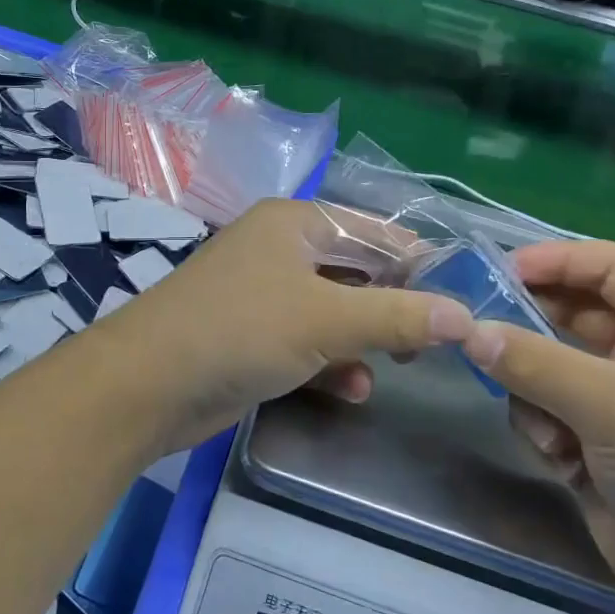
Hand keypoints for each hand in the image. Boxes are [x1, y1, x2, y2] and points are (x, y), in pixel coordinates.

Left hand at [104, 199, 473, 446]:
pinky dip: (333, 361)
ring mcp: (263, 294)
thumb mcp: (327, 320)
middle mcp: (279, 250)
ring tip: (399, 366)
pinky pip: (308, 341)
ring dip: (365, 339)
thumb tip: (466, 317)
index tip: (460, 296)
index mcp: (294, 223)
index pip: (372, 230)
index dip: (417, 260)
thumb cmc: (241, 330)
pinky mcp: (253, 336)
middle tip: (433, 341)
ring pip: (334, 310)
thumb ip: (397, 317)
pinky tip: (354, 389)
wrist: (148, 384)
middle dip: (393, 306)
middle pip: (355, 271)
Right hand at [461, 240, 614, 613]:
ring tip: (546, 429)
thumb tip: (468, 330)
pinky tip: (559, 461)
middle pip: (574, 316)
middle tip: (478, 331)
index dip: (556, 259)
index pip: (610, 266)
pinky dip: (543, 430)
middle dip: (529, 327)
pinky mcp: (600, 449)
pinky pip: (548, 413)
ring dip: (534, 391)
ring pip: (550, 368)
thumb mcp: (612, 404)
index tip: (496, 270)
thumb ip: (533, 360)